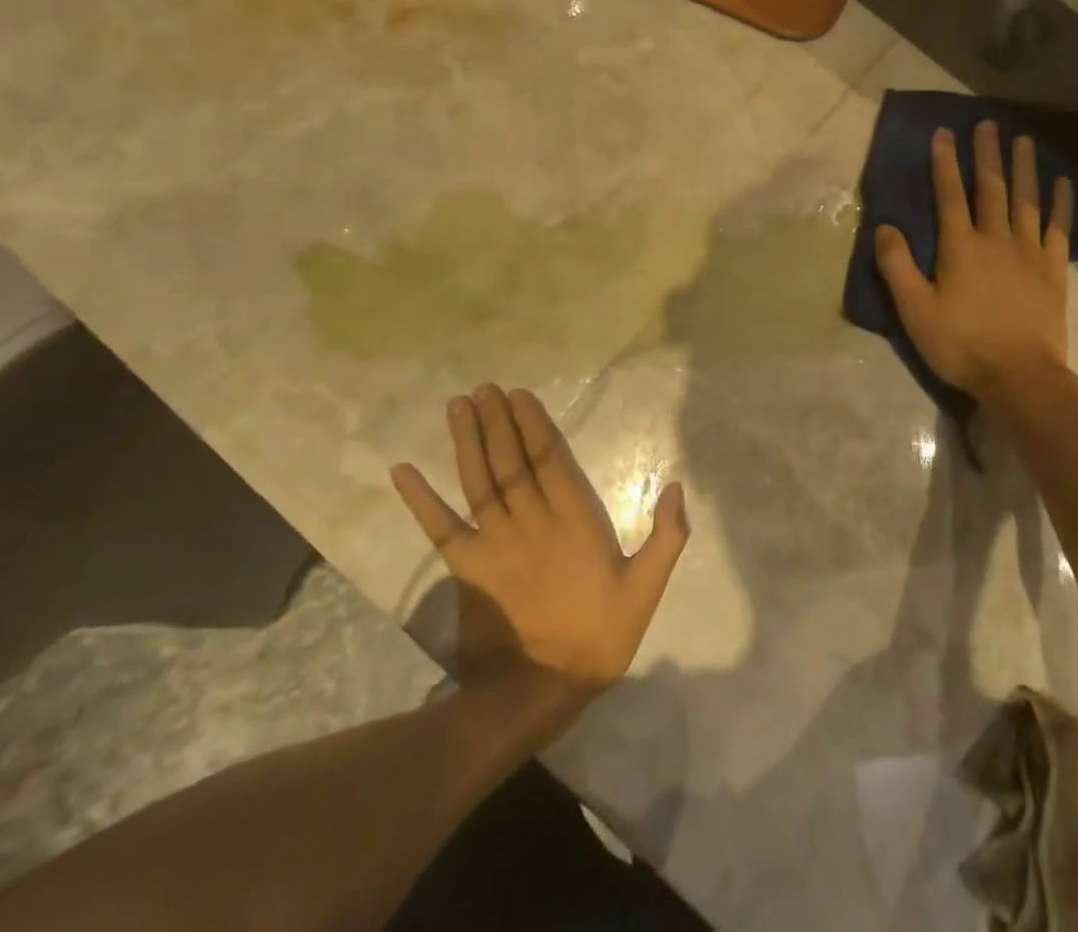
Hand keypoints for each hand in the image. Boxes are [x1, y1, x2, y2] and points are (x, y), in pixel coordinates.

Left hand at [391, 385, 688, 707]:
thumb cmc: (599, 637)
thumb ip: (666, 538)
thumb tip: (675, 487)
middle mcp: (531, 521)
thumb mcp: (646, 590)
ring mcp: (494, 543)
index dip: (534, 424)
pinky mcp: (467, 568)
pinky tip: (402, 471)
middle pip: (511, 461)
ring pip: (479, 480)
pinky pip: (440, 527)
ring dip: (467, 442)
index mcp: (574, 520)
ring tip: (458, 406)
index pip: (551, 459)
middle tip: (484, 388)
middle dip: (498, 421)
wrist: (540, 690)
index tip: (520, 394)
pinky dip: (420, 499)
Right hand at [876, 121, 1072, 401]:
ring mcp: (1029, 253)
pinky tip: (1062, 184)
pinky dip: (1061, 204)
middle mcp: (996, 240)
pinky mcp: (1053, 271)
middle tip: (987, 123)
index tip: (944, 133)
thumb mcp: (915, 310)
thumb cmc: (962, 345)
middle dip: (986, 154)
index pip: (949, 195)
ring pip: (1026, 201)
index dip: (945, 163)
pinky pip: (1059, 229)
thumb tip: (885, 226)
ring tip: (1024, 140)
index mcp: (960, 247)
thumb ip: (898, 267)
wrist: (1020, 377)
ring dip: (1024, 168)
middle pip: (991, 188)